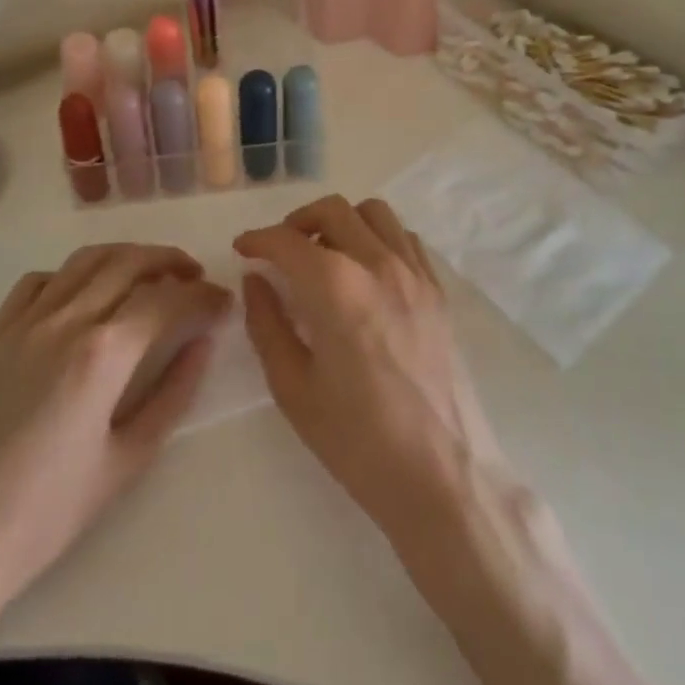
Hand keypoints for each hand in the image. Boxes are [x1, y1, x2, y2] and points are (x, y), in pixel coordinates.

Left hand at [0, 244, 228, 610]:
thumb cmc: (44, 514)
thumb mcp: (127, 461)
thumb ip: (173, 394)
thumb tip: (202, 344)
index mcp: (103, 352)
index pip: (168, 299)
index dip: (204, 296)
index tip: (224, 304)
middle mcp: (65, 320)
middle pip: (129, 262)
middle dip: (171, 262)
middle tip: (196, 280)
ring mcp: (24, 322)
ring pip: (85, 260)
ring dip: (126, 256)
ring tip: (150, 275)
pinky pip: (39, 281)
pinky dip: (73, 274)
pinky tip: (84, 297)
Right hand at [235, 196, 505, 548]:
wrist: (441, 474)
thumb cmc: (357, 440)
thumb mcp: (293, 388)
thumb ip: (267, 323)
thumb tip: (256, 280)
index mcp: (337, 288)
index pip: (288, 241)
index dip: (258, 239)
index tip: (243, 249)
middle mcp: (379, 264)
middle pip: (333, 210)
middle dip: (297, 222)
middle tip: (279, 251)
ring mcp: (416, 273)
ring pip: (374, 213)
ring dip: (341, 222)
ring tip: (324, 255)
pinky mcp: (438, 290)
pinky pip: (405, 238)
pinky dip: (378, 237)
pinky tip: (366, 271)